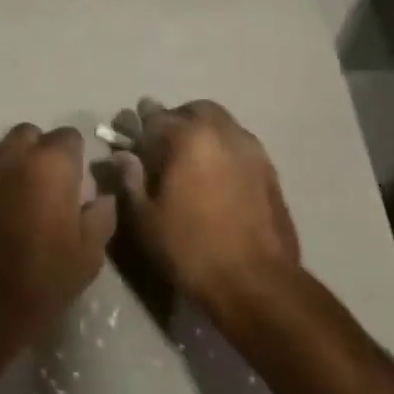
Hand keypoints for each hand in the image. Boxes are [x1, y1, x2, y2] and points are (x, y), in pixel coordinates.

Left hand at [0, 124, 116, 364]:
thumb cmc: (41, 281)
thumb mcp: (89, 254)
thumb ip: (101, 215)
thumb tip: (100, 196)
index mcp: (51, 165)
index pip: (69, 136)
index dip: (75, 157)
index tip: (76, 183)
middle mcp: (12, 156)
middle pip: (30, 135)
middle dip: (41, 152)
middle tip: (48, 187)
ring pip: (1, 150)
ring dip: (14, 165)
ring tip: (20, 201)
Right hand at [105, 97, 299, 316]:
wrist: (257, 283)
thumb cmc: (192, 249)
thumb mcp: (146, 219)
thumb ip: (131, 180)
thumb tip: (123, 156)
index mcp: (189, 137)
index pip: (156, 117)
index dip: (139, 127)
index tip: (130, 139)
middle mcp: (223, 132)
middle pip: (194, 110)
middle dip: (175, 121)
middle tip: (161, 147)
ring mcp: (252, 149)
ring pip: (221, 124)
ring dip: (202, 133)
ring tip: (189, 163)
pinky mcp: (270, 170)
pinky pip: (239, 146)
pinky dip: (223, 151)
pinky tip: (215, 179)